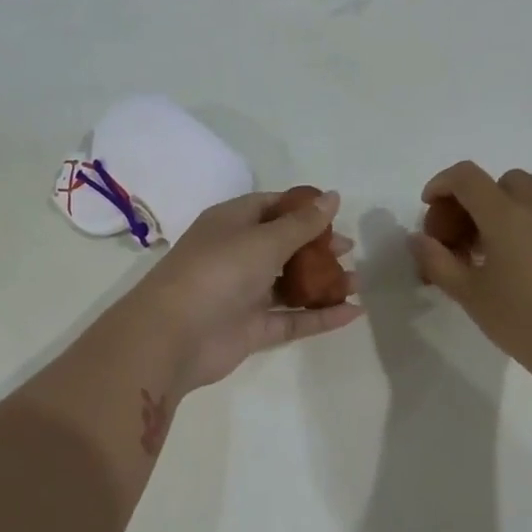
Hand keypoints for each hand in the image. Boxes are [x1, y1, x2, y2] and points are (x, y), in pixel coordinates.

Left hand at [128, 190, 362, 394]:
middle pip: (283, 246)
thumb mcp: (264, 239)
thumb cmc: (218, 271)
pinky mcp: (251, 329)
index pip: (270, 206)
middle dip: (316, 247)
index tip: (335, 213)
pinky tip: (353, 312)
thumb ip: (302, 223)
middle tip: (349, 250)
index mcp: (231, 223)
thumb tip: (333, 196)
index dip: (302, 208)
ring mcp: (243, 294)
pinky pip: (292, 319)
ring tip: (357, 282)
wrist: (174, 336)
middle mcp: (236, 255)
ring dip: (322, 283)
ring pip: (289, 285)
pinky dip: (320, 316)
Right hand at [408, 162, 531, 382]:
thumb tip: (418, 239)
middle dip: (478, 201)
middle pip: (502, 182)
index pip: (467, 177)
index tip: (431, 206)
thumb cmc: (522, 322)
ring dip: (509, 213)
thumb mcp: (469, 295)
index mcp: (507, 216)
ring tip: (499, 253)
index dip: (442, 184)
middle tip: (465, 238)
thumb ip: (437, 261)